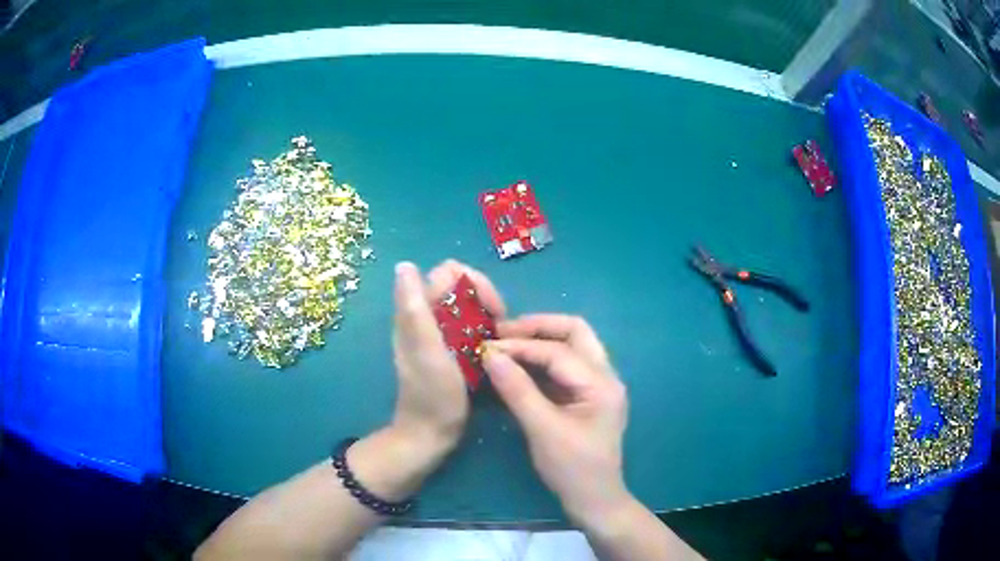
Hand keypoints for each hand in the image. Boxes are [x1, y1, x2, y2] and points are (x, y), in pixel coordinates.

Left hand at [389, 260, 504, 464]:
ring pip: (468, 306)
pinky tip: (493, 349)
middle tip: (499, 325)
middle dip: (485, 298)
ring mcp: (439, 334)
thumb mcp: (427, 351)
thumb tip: (403, 265)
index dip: (475, 282)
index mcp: (417, 312)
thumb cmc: (432, 395)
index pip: (448, 272)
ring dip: (487, 315)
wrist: (430, 434)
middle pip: (461, 286)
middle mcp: (427, 317)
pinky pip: (471, 326)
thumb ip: (415, 310)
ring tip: (498, 338)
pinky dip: (485, 330)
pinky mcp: (450, 349)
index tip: (493, 308)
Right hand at [483, 315, 629, 527]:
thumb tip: (490, 355)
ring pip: (572, 346)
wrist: (594, 500)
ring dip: (540, 341)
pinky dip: (542, 360)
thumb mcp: (542, 430)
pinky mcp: (586, 396)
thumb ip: (517, 390)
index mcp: (601, 383)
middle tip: (503, 333)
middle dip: (538, 328)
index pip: (558, 351)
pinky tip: (519, 365)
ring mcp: (597, 385)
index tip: (487, 347)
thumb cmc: (572, 468)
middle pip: (575, 332)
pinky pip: (565, 366)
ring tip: (506, 344)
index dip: (521, 346)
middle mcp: (605, 375)